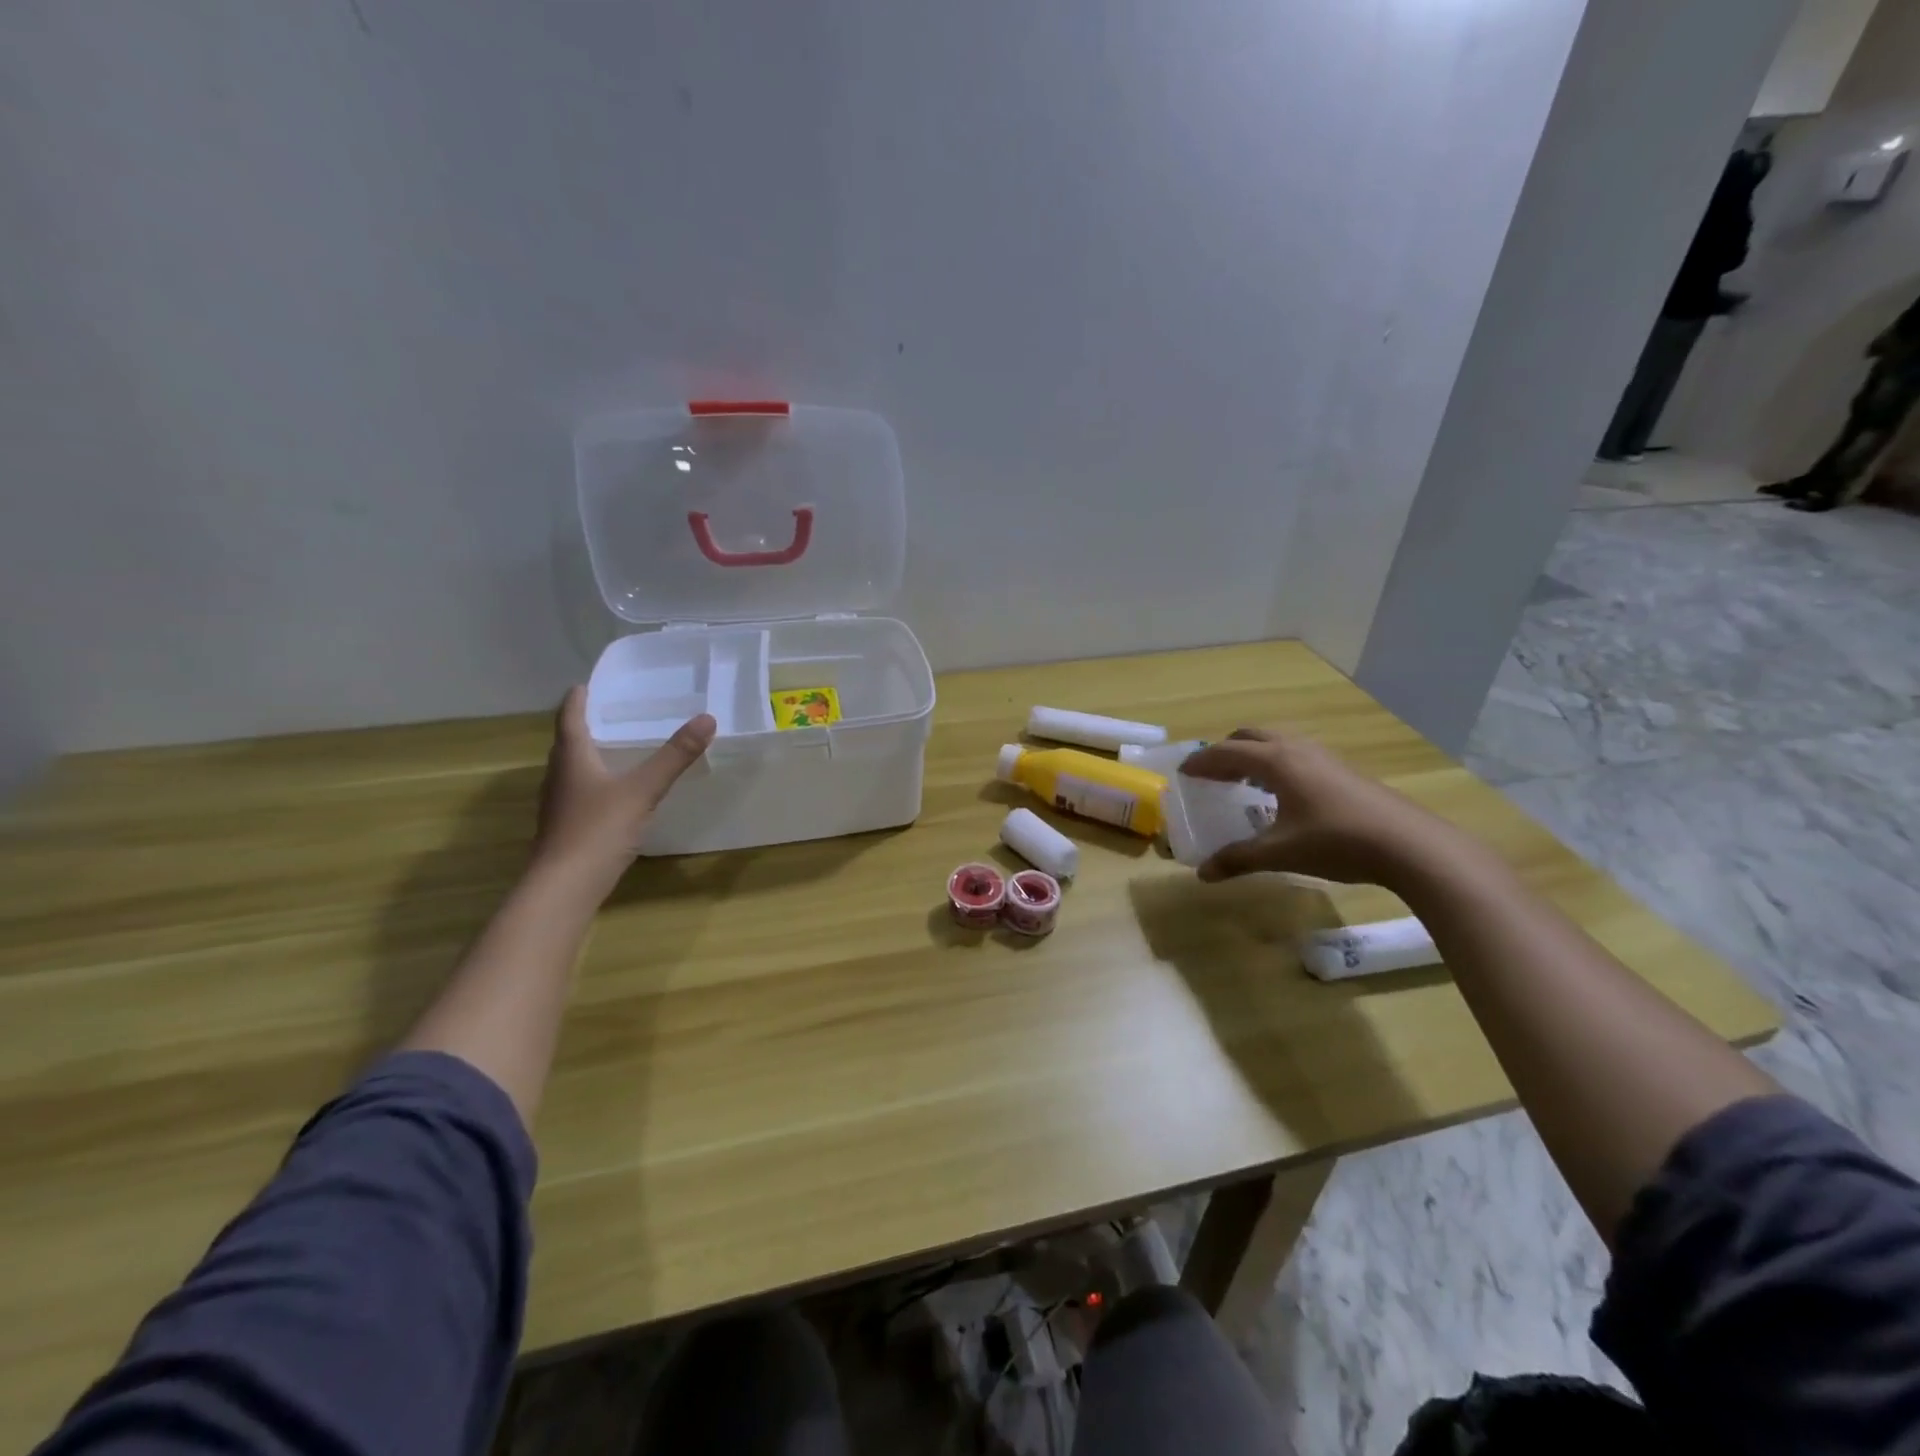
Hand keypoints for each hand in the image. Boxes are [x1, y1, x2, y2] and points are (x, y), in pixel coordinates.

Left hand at [531, 687, 716, 894]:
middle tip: (611, 713)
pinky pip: (581, 795)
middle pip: (568, 743)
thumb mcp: (643, 789)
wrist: (564, 887)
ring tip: (617, 748)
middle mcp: (559, 776)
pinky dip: (596, 783)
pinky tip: (616, 794)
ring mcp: (559, 805)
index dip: (577, 700)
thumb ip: (674, 756)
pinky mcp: (566, 828)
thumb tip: (707, 718)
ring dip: (590, 756)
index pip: (569, 718)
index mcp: (572, 758)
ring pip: (573, 770)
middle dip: (586, 726)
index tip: (585, 684)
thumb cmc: (598, 829)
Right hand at [1179, 727, 1463, 887]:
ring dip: (1254, 756)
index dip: (1201, 761)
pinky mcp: (1344, 772)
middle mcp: (1297, 750)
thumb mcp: (1280, 853)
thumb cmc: (1336, 842)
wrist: (1410, 845)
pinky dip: (1277, 765)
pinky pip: (1297, 756)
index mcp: (1276, 762)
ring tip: (1244, 783)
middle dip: (1226, 751)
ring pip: (1278, 743)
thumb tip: (1203, 873)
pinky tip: (1284, 796)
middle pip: (1251, 736)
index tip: (1183, 773)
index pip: (1226, 752)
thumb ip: (1238, 859)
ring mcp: (1325, 758)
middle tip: (1212, 774)